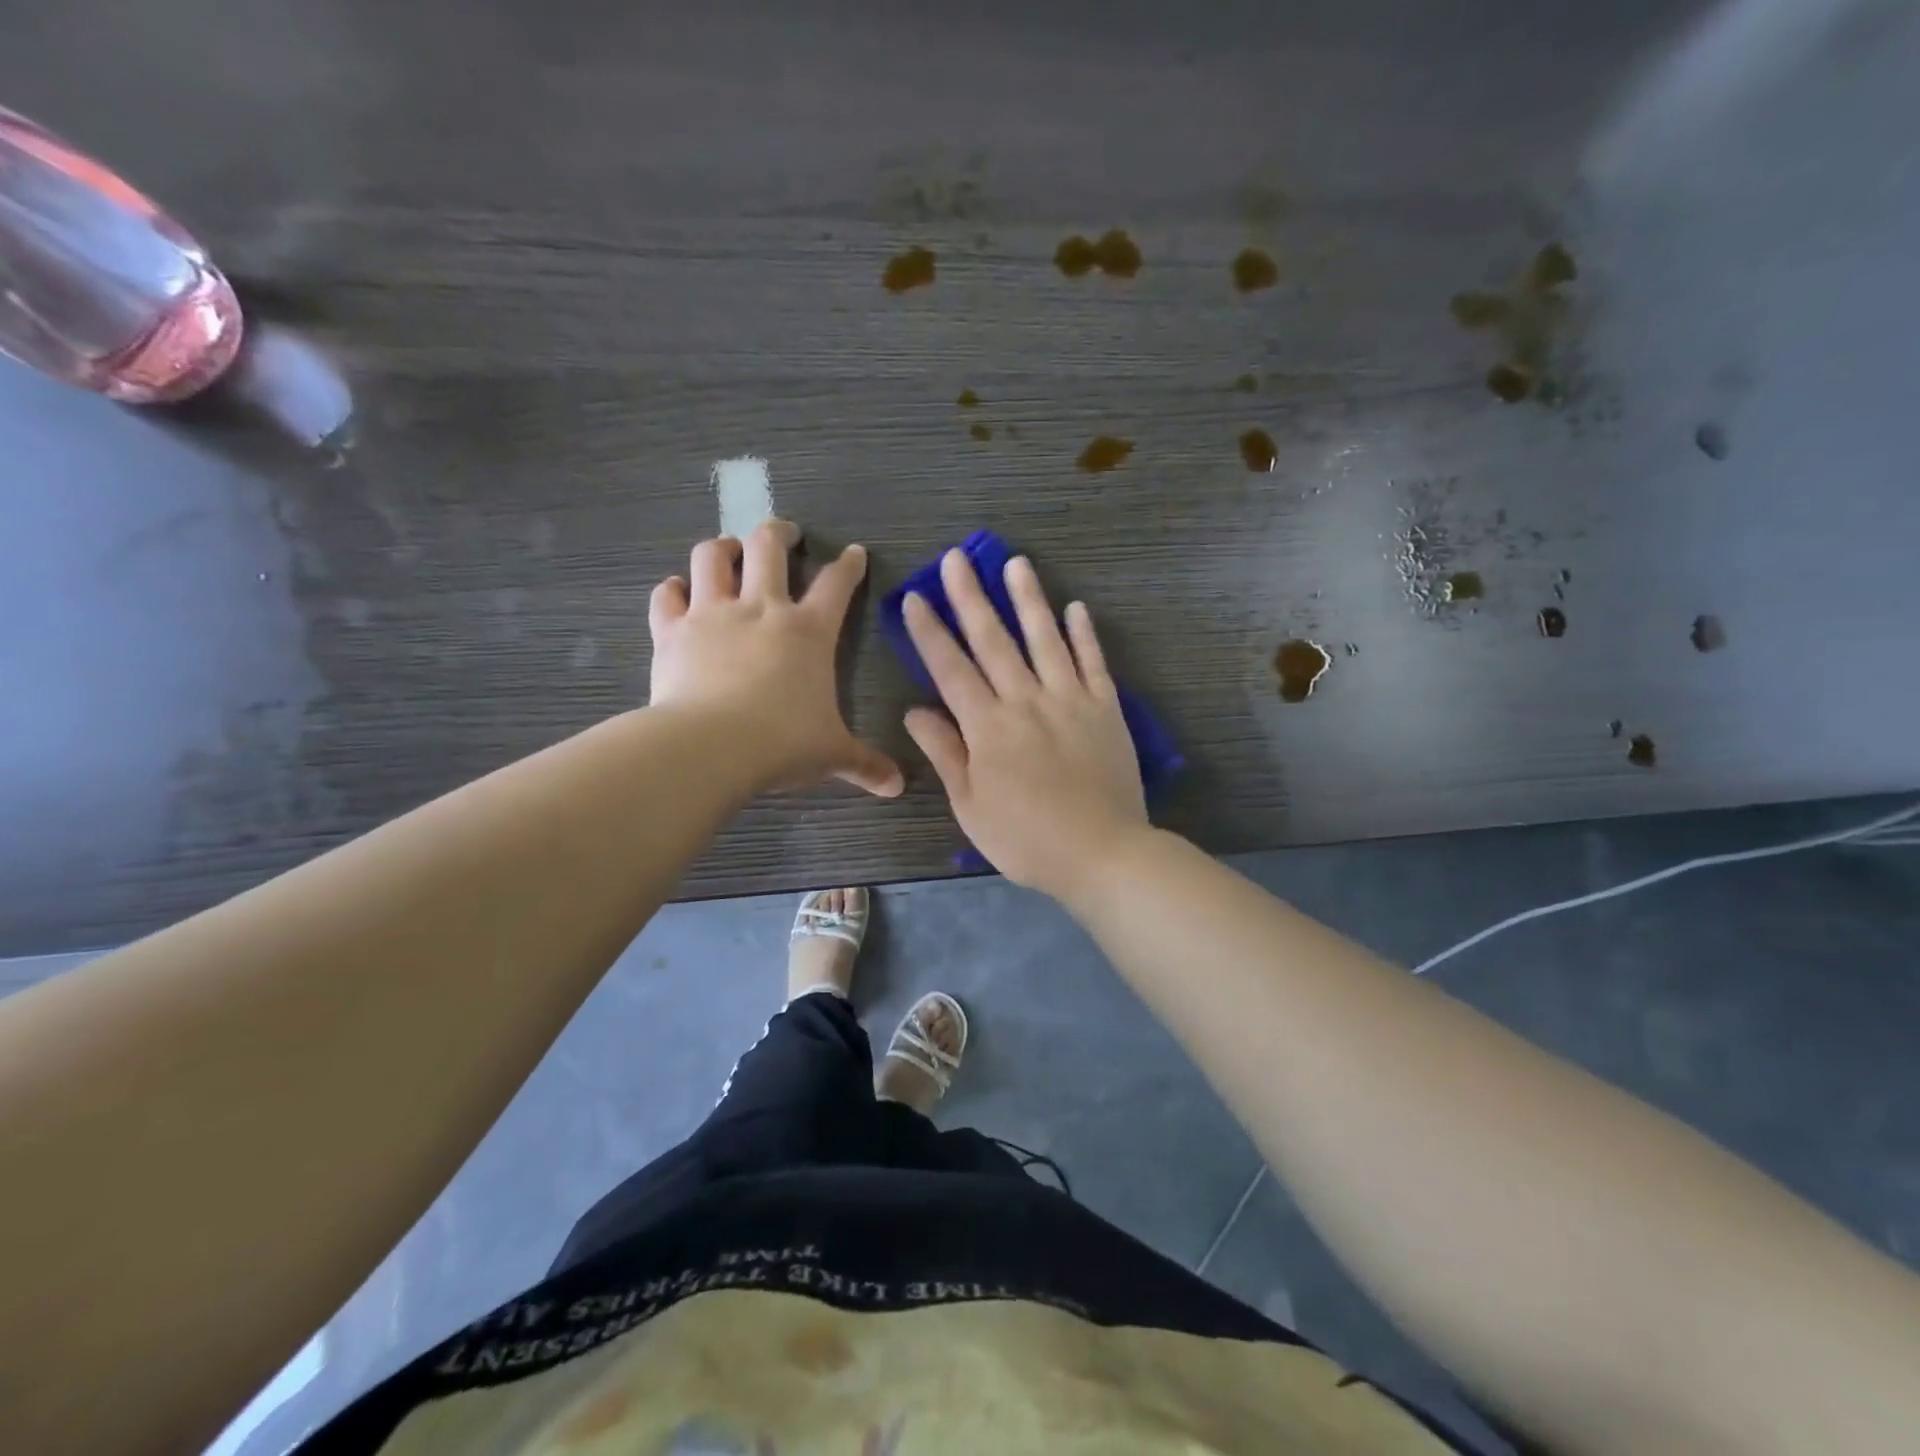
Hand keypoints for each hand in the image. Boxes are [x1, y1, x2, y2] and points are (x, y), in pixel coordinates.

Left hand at [649, 522, 902, 797]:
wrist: (711, 747)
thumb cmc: (783, 743)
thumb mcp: (832, 754)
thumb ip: (865, 764)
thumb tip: (897, 786)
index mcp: (809, 632)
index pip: (837, 584)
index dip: (849, 565)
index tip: (854, 553)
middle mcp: (761, 610)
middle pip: (769, 547)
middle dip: (779, 533)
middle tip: (785, 534)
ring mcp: (712, 615)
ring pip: (712, 556)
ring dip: (722, 547)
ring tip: (728, 550)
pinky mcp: (671, 631)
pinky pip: (667, 596)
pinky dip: (672, 590)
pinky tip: (677, 593)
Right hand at [902, 550, 1147, 899]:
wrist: (1102, 853)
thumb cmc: (1026, 839)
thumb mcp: (971, 806)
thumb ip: (946, 753)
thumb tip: (916, 710)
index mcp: (987, 727)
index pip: (951, 668)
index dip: (930, 632)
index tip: (915, 597)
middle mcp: (1025, 701)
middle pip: (993, 641)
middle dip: (970, 597)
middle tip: (956, 558)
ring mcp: (1070, 700)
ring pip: (1045, 639)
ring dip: (1028, 599)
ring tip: (1016, 563)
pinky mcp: (1105, 708)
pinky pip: (1094, 662)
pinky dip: (1085, 634)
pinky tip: (1076, 607)